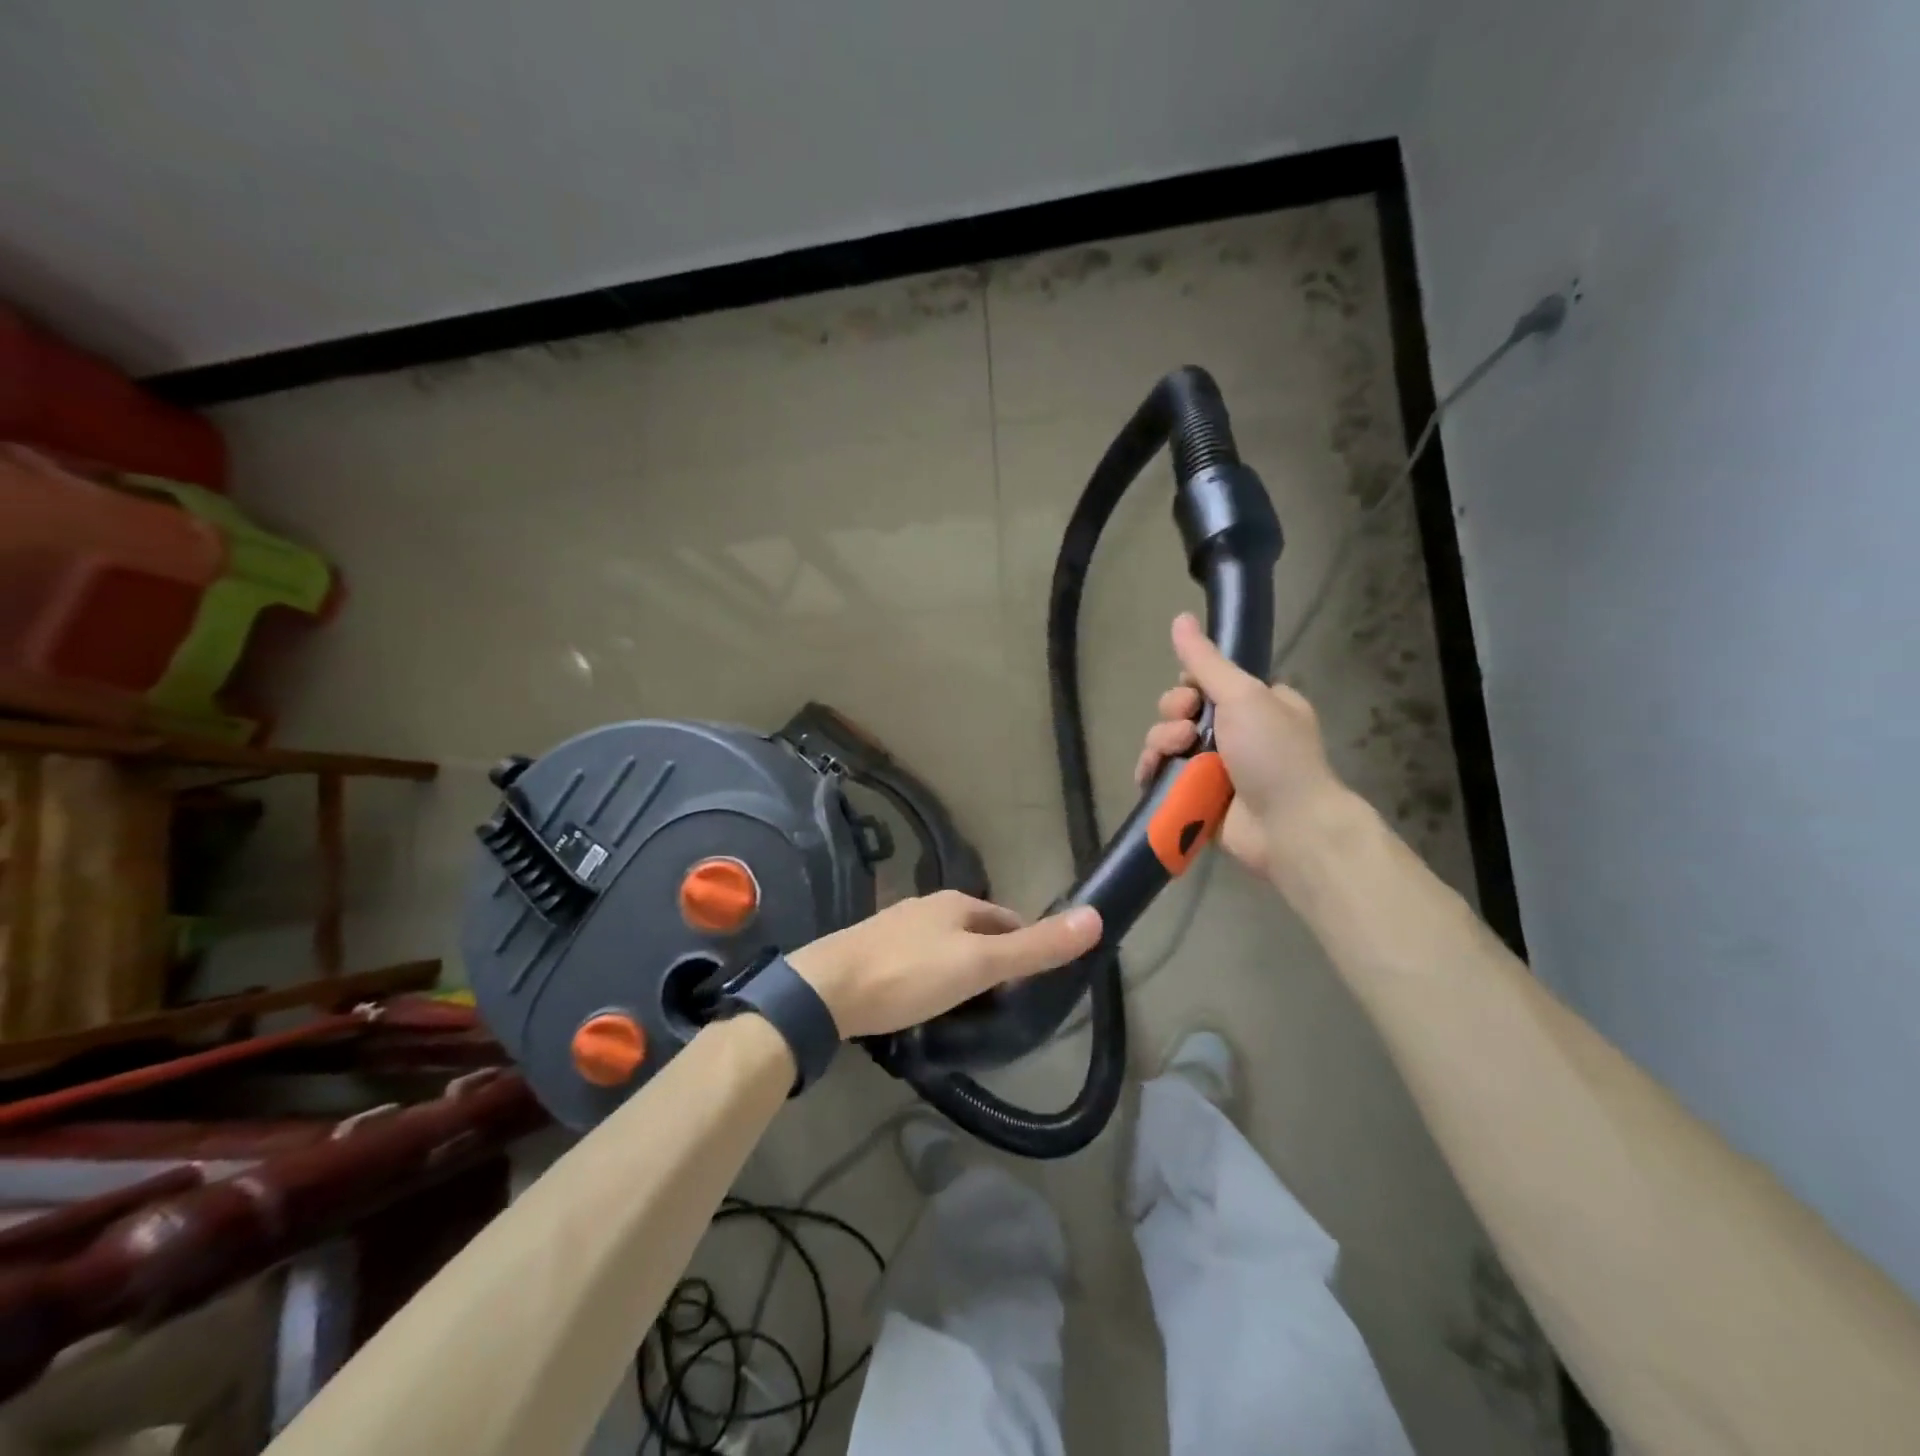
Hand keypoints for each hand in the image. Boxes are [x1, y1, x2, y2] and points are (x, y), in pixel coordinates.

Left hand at [789, 891, 1101, 1039]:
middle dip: (993, 961)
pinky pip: (916, 962)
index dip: (1025, 947)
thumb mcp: (979, 965)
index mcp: (955, 903)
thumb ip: (1035, 947)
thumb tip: (1096, 917)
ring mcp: (895, 928)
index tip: (1033, 986)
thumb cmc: (909, 974)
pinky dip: (931, 979)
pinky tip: (925, 1005)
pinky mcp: (871, 953)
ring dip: (962, 971)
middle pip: (976, 932)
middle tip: (1003, 1006)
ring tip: (968, 1011)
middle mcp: (926, 907)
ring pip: (945, 947)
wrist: (825, 991)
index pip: (1007, 919)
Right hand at [1133, 612, 1346, 880]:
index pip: (1208, 682)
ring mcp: (1216, 767)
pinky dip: (1152, 772)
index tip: (1192, 695)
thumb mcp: (1243, 696)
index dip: (1190, 685)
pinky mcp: (1197, 797)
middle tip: (1186, 731)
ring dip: (1161, 744)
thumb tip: (1180, 617)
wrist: (1289, 827)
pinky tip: (1149, 775)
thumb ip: (1206, 661)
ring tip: (1174, 757)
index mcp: (1257, 704)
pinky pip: (1163, 776)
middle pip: (1181, 711)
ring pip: (1168, 743)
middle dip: (1173, 716)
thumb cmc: (1274, 755)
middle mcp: (1236, 733)